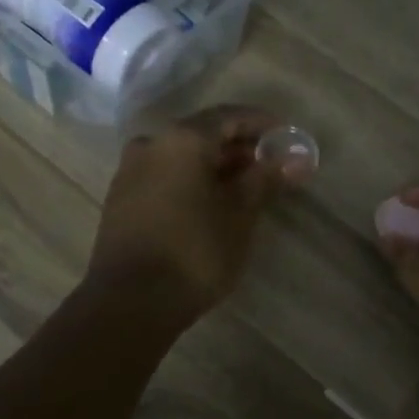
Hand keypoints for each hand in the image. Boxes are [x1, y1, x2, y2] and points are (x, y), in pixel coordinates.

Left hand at [87, 105, 292, 319]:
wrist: (130, 302)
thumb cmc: (195, 251)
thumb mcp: (240, 214)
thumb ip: (266, 178)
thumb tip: (296, 158)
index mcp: (182, 139)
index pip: (230, 116)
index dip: (262, 124)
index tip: (287, 138)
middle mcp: (152, 144)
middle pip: (203, 133)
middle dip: (239, 147)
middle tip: (270, 166)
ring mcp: (131, 170)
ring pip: (182, 155)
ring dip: (215, 165)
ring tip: (246, 187)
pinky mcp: (121, 198)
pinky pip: (165, 175)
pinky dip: (191, 179)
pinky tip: (211, 203)